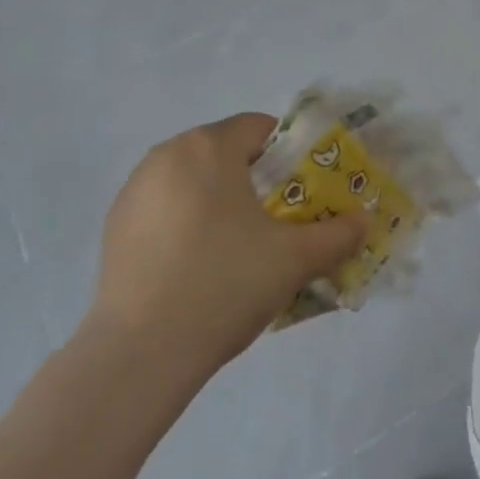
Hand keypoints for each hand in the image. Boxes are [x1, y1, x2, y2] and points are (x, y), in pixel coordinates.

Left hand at [88, 114, 367, 386]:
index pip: (258, 128)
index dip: (289, 154)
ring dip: (219, 199)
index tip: (304, 191)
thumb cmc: (226, 284)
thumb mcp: (295, 259)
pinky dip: (187, 221)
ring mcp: (135, 189)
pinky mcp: (115, 225)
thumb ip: (337, 234)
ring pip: (192, 179)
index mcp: (208, 148)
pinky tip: (198, 264)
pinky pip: (165, 207)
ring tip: (238, 246)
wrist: (143, 350)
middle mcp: (166, 155)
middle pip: (224, 151)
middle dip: (255, 178)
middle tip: (278, 221)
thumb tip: (365, 221)